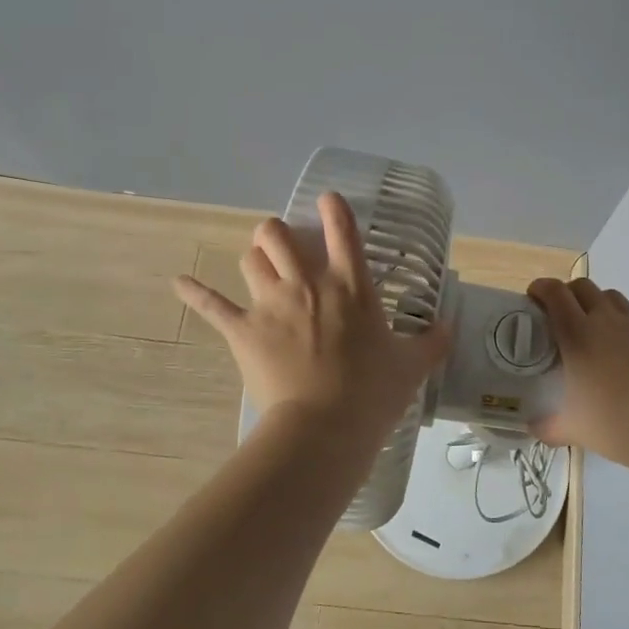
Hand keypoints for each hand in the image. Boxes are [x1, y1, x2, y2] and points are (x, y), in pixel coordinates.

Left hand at [175, 192, 451, 442]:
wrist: (323, 429)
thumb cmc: (371, 393)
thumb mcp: (411, 367)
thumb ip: (432, 342)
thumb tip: (449, 327)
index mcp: (350, 285)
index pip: (341, 230)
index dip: (333, 208)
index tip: (327, 200)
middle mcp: (307, 283)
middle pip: (277, 234)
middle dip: (277, 233)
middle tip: (283, 246)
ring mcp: (271, 303)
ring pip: (250, 259)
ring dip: (254, 259)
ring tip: (258, 266)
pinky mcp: (243, 330)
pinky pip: (212, 304)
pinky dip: (194, 292)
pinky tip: (178, 282)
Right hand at [527, 278, 628, 476]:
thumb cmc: (611, 425)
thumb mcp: (569, 429)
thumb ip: (545, 425)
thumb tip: (531, 427)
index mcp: (576, 334)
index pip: (554, 293)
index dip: (541, 288)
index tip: (534, 299)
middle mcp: (605, 319)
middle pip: (584, 286)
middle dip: (570, 294)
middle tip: (564, 316)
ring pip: (615, 297)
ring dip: (602, 305)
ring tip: (600, 328)